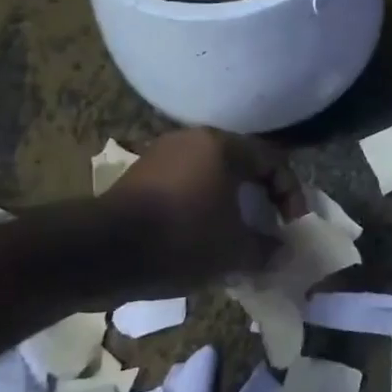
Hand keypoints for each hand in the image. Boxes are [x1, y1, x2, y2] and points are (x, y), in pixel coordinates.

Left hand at [104, 129, 301, 292]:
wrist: (99, 252)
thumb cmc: (181, 239)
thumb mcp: (234, 251)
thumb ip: (266, 249)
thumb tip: (280, 252)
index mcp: (223, 146)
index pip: (273, 162)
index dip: (291, 194)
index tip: (292, 225)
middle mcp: (193, 139)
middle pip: (242, 165)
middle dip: (260, 197)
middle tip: (268, 225)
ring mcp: (161, 155)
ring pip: (211, 176)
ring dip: (229, 203)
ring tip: (234, 235)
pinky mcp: (138, 176)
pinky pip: (184, 186)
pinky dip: (200, 207)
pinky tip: (199, 237)